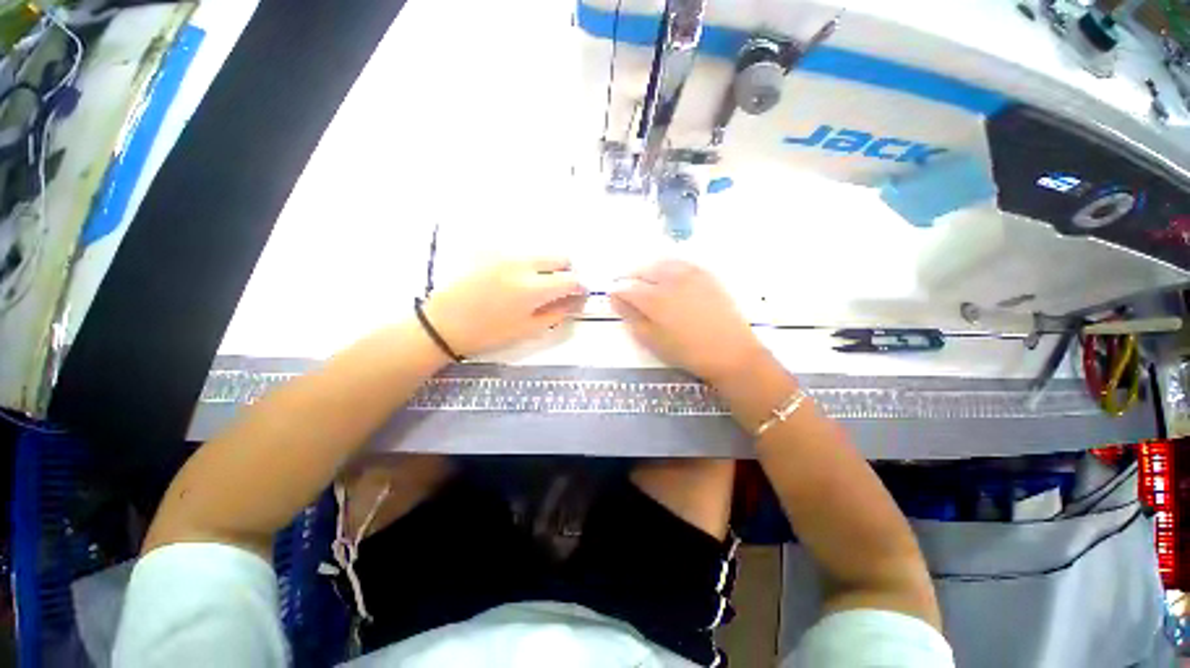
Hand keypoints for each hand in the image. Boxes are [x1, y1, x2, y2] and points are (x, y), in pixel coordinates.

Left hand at [424, 258, 586, 356]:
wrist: (444, 322)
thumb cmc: (488, 332)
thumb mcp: (527, 330)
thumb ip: (556, 314)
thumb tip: (574, 303)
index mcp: (534, 288)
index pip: (571, 279)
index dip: (580, 287)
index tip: (579, 294)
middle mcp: (523, 264)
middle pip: (560, 257)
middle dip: (567, 271)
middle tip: (560, 288)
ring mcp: (506, 254)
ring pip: (541, 253)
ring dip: (548, 266)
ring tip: (536, 285)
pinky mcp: (491, 251)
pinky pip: (521, 252)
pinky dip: (528, 263)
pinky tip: (515, 279)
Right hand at [611, 260, 763, 383]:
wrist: (730, 352)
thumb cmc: (687, 352)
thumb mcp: (653, 340)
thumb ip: (632, 318)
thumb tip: (616, 300)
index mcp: (654, 299)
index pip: (627, 289)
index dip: (617, 292)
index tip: (613, 298)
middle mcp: (670, 280)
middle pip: (643, 270)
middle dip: (631, 277)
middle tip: (627, 287)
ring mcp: (690, 274)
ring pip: (662, 263)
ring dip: (649, 269)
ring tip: (645, 279)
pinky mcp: (706, 275)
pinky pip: (682, 263)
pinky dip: (669, 266)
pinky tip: (669, 275)